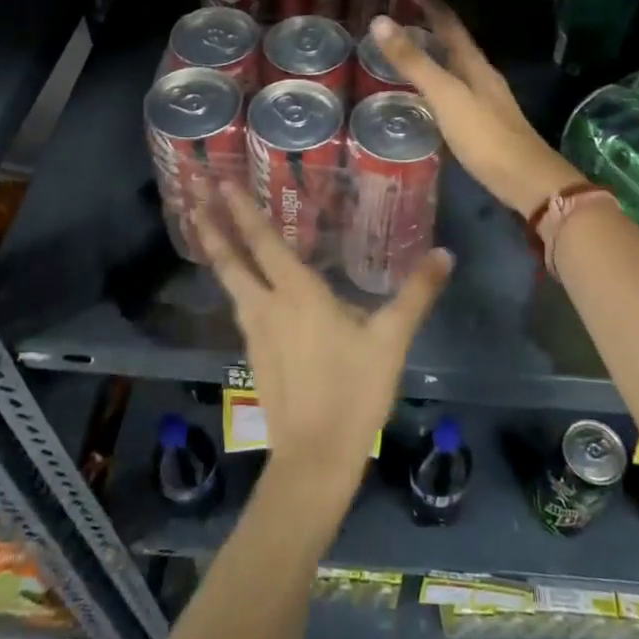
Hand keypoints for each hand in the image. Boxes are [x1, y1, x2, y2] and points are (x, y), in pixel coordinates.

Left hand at [193, 185, 452, 510]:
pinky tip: (244, 286)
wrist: (316, 457)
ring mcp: (255, 333)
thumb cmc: (354, 391)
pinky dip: (235, 282)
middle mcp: (267, 306)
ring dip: (218, 251)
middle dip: (211, 224)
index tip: (220, 181)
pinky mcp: (254, 356)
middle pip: (230, 259)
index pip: (263, 241)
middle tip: (193, 192)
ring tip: (206, 228)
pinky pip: (240, 306)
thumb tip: (445, 253)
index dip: (242, 210)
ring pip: (230, 283)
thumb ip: (416, 293)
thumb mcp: (391, 339)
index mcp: (298, 294)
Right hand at [370, 0, 581, 216]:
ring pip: (455, 68)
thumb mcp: (446, 96)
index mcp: (474, 65)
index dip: (430, 3)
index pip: (449, 24)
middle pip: (454, 43)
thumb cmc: (486, 136)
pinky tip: (425, 96)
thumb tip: (380, 21)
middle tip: (400, 15)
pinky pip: (454, 92)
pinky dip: (436, 83)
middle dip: (430, 26)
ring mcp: (485, 101)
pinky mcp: (482, 125)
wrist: (527, 181)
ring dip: (433, 55)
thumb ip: (414, 62)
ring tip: (406, 50)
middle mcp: (482, 77)